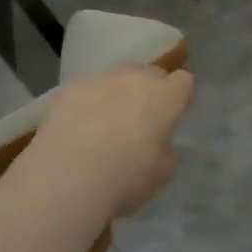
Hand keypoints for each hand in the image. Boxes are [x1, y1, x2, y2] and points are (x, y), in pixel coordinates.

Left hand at [29, 64, 193, 218]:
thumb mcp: (162, 171)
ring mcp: (99, 79)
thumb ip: (163, 146)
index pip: (183, 81)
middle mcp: (134, 77)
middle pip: (148, 74)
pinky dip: (86, 104)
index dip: (178, 98)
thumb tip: (153, 140)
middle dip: (147, 92)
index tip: (172, 116)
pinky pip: (86, 91)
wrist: (69, 176)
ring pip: (115, 79)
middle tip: (139, 121)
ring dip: (115, 96)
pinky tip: (76, 130)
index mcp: (165, 96)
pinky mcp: (68, 89)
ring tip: (102, 126)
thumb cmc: (126, 177)